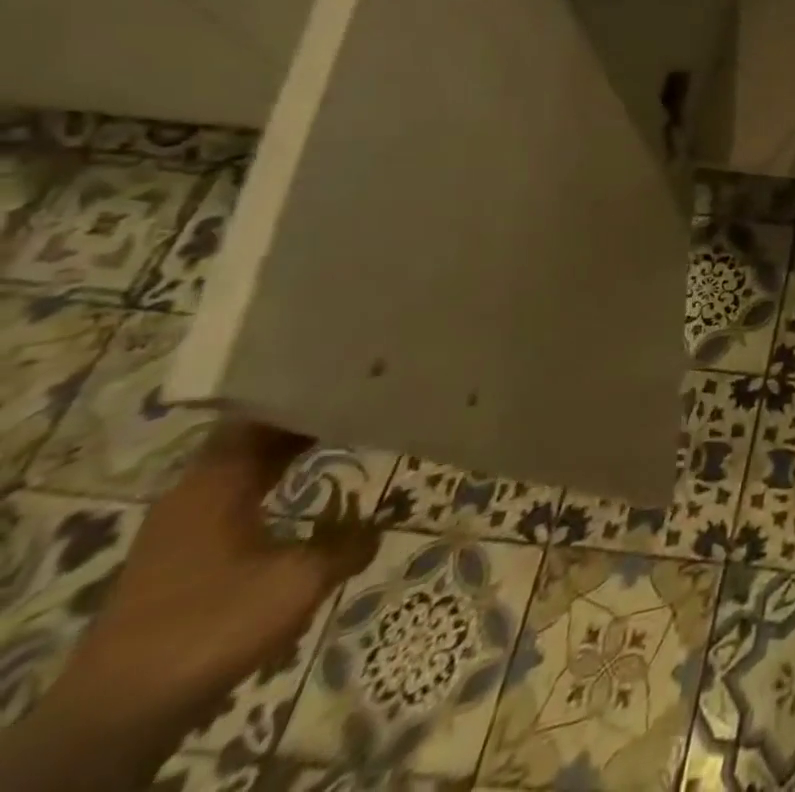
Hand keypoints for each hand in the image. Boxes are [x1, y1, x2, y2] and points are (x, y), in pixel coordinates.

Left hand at [0, 421, 377, 791]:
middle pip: (254, 436)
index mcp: (215, 481)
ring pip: (244, 466)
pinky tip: (310, 492)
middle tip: (365, 398)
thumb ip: (349, 543)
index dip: (310, 391)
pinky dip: (276, 481)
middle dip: (306, 416)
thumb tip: (380, 524)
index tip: (359, 376)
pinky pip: (238, 495)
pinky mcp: (179, 557)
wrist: (117, 716)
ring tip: (348, 434)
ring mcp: (181, 526)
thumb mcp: (301, 581)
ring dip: (290, 450)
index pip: (264, 412)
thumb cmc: (213, 626)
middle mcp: (193, 492)